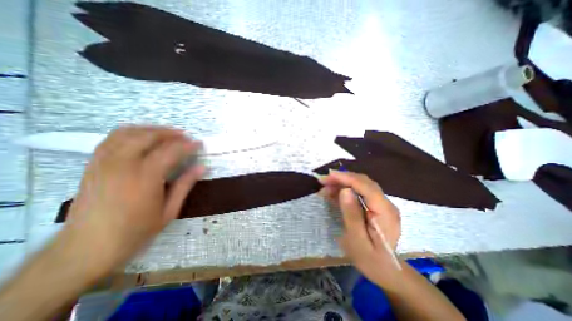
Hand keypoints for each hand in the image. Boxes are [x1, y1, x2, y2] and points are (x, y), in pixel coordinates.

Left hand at [59, 125, 201, 275]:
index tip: (199, 144)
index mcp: (145, 178)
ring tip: (167, 134)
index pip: (171, 151)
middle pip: (148, 136)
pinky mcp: (93, 165)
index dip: (188, 145)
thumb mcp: (169, 211)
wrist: (85, 249)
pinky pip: (112, 139)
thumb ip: (185, 185)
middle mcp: (122, 165)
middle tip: (185, 137)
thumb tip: (201, 167)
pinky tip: (143, 138)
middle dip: (170, 133)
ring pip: (128, 133)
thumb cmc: (135, 232)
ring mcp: (103, 163)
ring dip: (151, 129)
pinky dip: (131, 133)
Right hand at [317, 171, 400, 288]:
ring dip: (342, 183)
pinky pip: (359, 192)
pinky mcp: (375, 205)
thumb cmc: (370, 260)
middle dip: (342, 178)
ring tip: (325, 187)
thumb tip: (345, 191)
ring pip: (360, 185)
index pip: (366, 187)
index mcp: (385, 212)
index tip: (328, 175)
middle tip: (323, 180)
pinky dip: (344, 189)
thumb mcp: (357, 241)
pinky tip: (333, 193)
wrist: (385, 270)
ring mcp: (381, 203)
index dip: (347, 178)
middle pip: (363, 182)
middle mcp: (386, 203)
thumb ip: (352, 215)